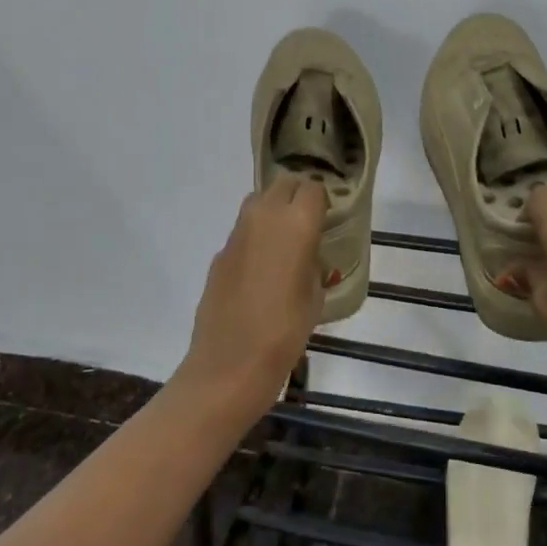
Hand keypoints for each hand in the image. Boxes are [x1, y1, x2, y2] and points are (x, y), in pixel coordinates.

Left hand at [176, 177, 327, 417]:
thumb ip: (314, 264)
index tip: (327, 218)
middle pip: (283, 184)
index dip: (322, 200)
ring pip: (258, 201)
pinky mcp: (220, 252)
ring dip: (272, 211)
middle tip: (306, 222)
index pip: (313, 188)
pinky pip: (242, 231)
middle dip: (296, 195)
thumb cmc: (286, 330)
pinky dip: (254, 238)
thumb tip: (308, 257)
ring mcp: (237, 232)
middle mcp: (265, 216)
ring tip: (283, 241)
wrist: (231, 361)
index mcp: (296, 222)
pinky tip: (260, 269)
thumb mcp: (315, 295)